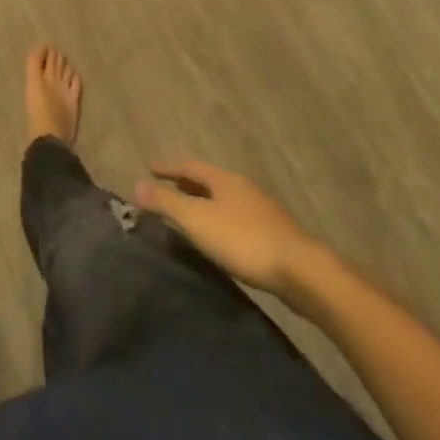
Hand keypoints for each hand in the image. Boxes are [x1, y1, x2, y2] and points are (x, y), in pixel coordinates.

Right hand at [135, 160, 322, 299]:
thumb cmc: (244, 241)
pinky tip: (221, 237)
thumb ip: (167, 202)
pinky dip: (221, 220)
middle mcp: (243, 188)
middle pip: (209, 181)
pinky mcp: (275, 235)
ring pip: (225, 200)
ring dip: (205, 202)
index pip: (189, 166)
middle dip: (187, 183)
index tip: (150, 167)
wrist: (303, 273)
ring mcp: (262, 211)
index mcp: (224, 179)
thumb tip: (135, 184)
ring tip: (190, 213)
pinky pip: (238, 218)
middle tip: (167, 187)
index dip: (168, 167)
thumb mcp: (198, 220)